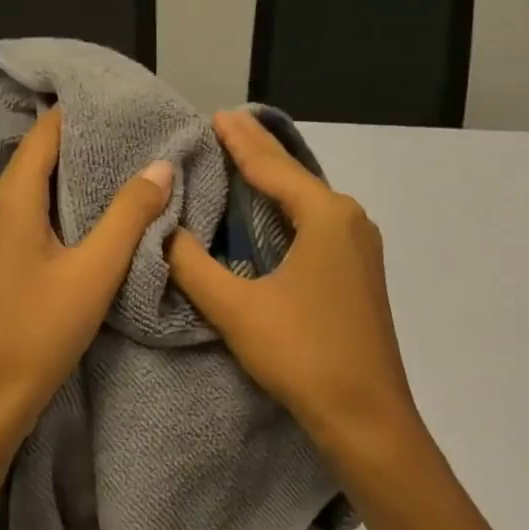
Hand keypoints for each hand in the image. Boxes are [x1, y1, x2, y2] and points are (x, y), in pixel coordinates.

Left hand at [0, 107, 173, 529]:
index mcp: (11, 202)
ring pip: (33, 195)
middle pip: (37, 161)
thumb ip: (128, 217)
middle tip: (134, 139)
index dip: (80, 113)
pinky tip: (90, 226)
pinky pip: (29, 223)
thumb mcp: (93, 274)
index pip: (44, 134)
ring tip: (122, 175)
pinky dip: (60, 213)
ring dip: (73, 182)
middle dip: (83, 146)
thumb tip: (159, 164)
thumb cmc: (37, 333)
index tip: (122, 104)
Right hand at [166, 110, 426, 470]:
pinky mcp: (357, 275)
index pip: (272, 167)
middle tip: (224, 126)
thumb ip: (193, 265)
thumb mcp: (236, 308)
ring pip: (307, 203)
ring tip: (240, 163)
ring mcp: (359, 249)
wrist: (365, 415)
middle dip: (258, 152)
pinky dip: (286, 213)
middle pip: (294, 178)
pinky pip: (315, 227)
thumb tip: (163, 231)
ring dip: (273, 183)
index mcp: (325, 216)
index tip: (215, 114)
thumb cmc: (302, 353)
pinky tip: (270, 217)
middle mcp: (349, 220)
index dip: (239, 141)